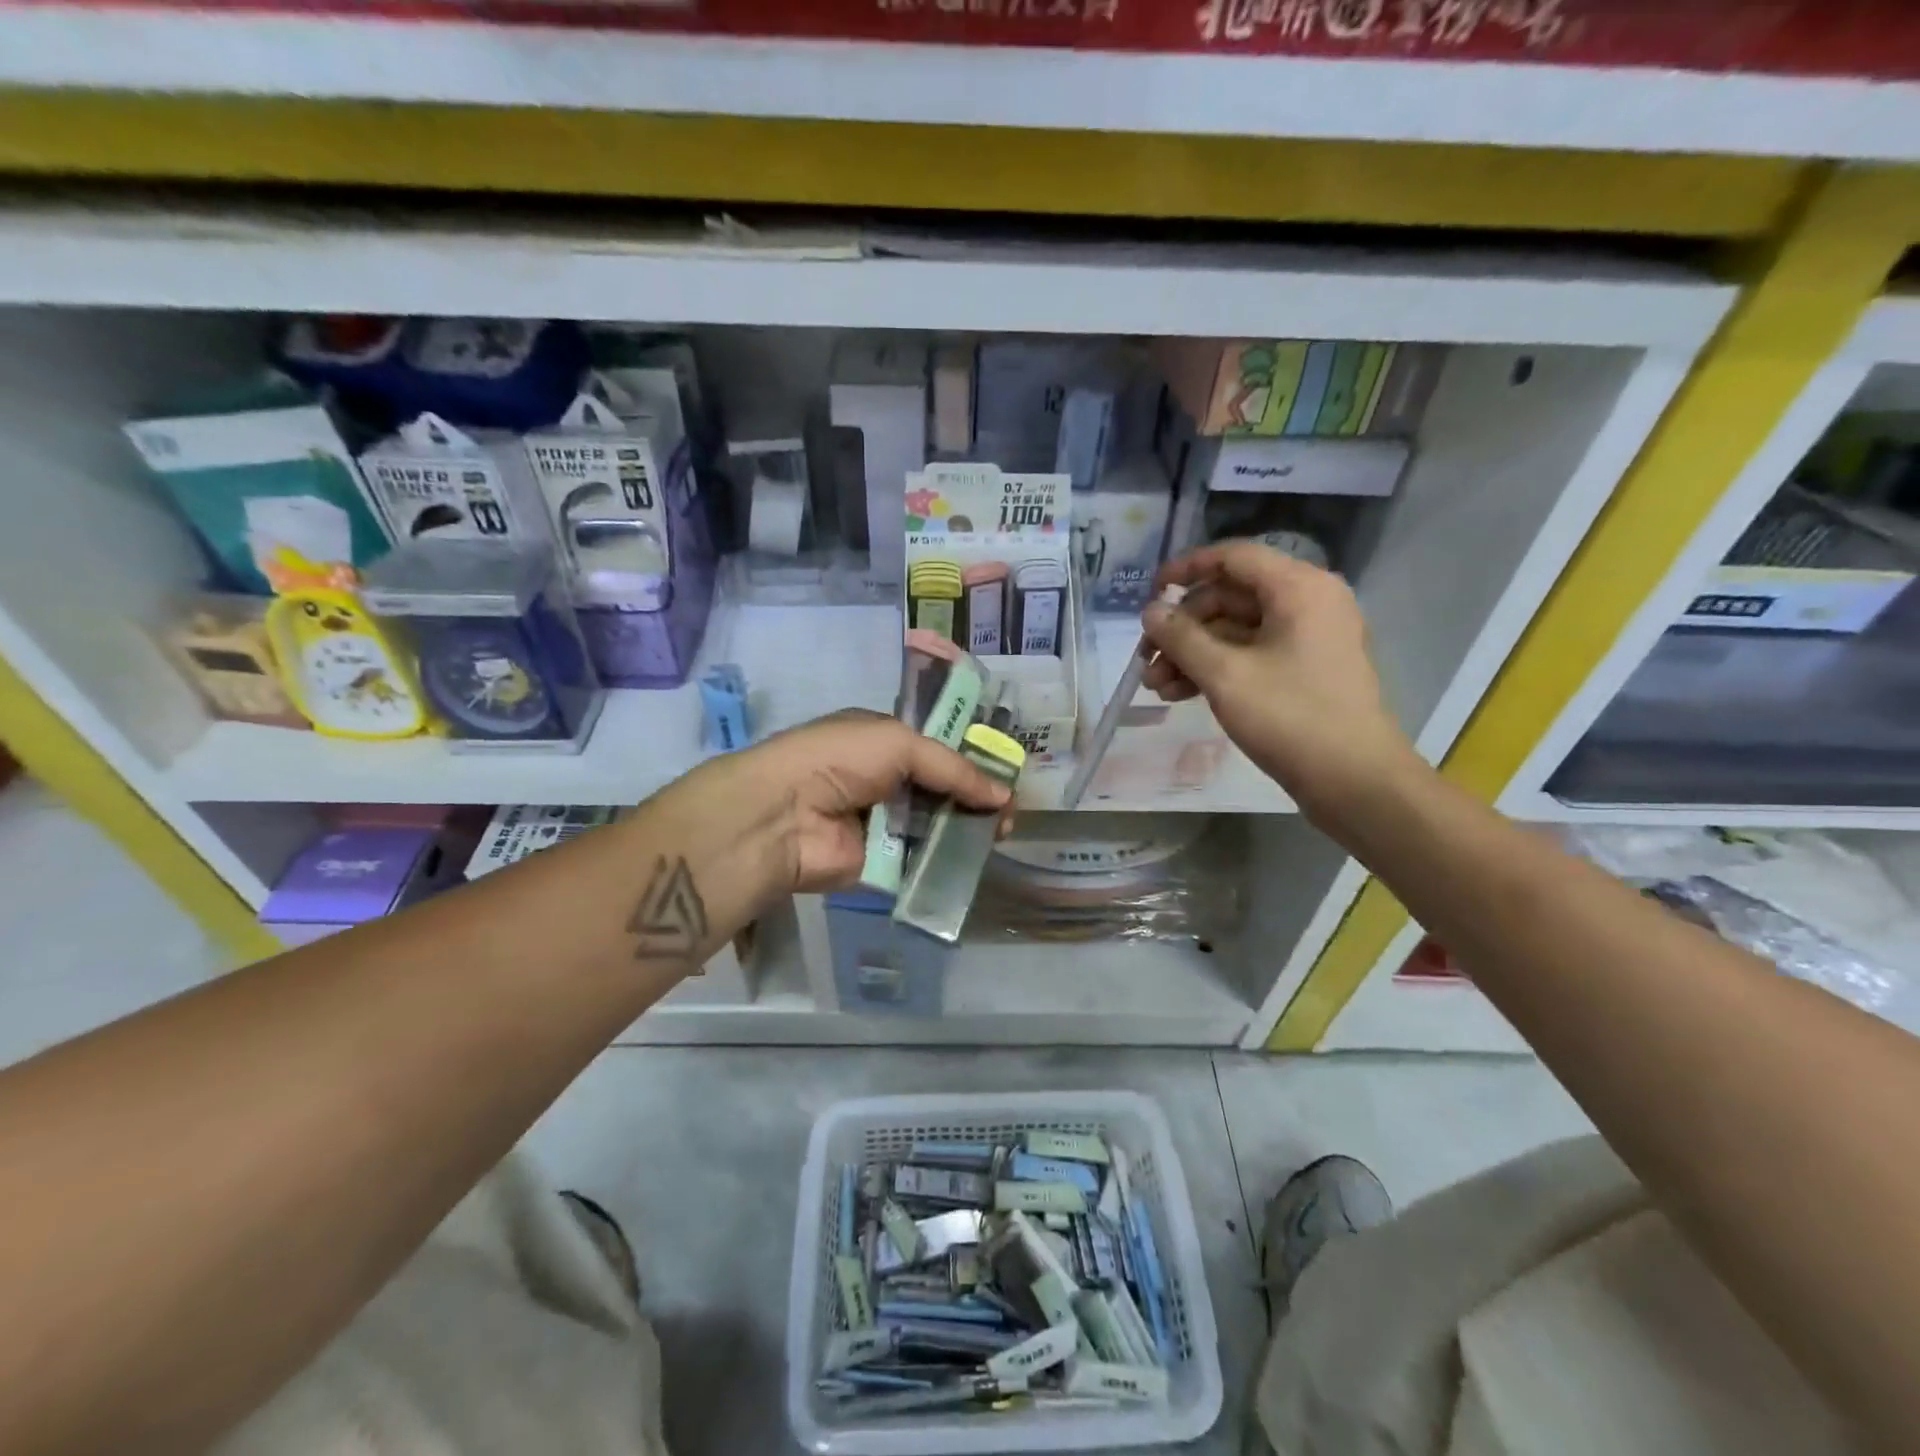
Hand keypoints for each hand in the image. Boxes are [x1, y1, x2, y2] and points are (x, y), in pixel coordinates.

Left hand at [703, 709, 1013, 894]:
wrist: (785, 815)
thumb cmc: (839, 760)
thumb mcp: (899, 743)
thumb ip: (952, 767)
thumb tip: (1002, 795)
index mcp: (882, 741)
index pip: (936, 748)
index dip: (971, 760)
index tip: (1005, 775)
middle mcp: (882, 780)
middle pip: (940, 789)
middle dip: (976, 798)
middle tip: (1009, 813)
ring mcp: (882, 823)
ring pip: (935, 825)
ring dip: (967, 829)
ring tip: (1001, 835)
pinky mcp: (881, 863)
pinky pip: (921, 859)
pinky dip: (947, 859)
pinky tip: (977, 859)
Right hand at [1140, 542, 1415, 807]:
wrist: (1354, 780)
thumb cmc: (1291, 717)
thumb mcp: (1225, 675)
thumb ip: (1182, 637)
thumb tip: (1150, 611)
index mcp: (1299, 588)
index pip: (1233, 558)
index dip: (1187, 569)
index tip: (1150, 593)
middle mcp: (1307, 603)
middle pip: (1230, 597)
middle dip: (1183, 628)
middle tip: (1146, 659)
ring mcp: (1307, 639)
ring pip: (1235, 631)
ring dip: (1192, 654)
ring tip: (1156, 686)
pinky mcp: (1303, 670)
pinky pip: (1250, 655)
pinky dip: (1215, 669)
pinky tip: (1180, 694)